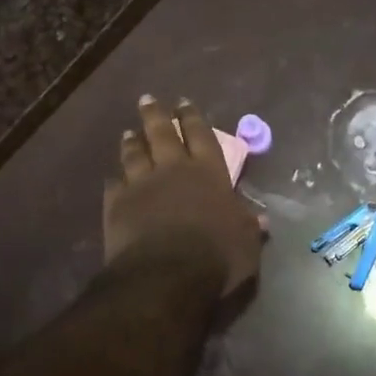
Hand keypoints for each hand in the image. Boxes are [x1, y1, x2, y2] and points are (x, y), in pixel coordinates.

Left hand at [104, 96, 264, 298]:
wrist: (165, 275)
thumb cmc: (216, 257)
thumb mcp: (246, 244)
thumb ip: (249, 226)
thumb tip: (261, 219)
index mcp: (208, 172)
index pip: (201, 135)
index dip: (192, 118)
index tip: (184, 103)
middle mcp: (173, 169)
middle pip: (162, 134)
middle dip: (156, 115)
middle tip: (147, 99)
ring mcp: (141, 184)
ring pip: (134, 154)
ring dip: (132, 141)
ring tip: (129, 132)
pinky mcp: (117, 204)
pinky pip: (114, 184)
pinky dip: (115, 179)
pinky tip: (113, 177)